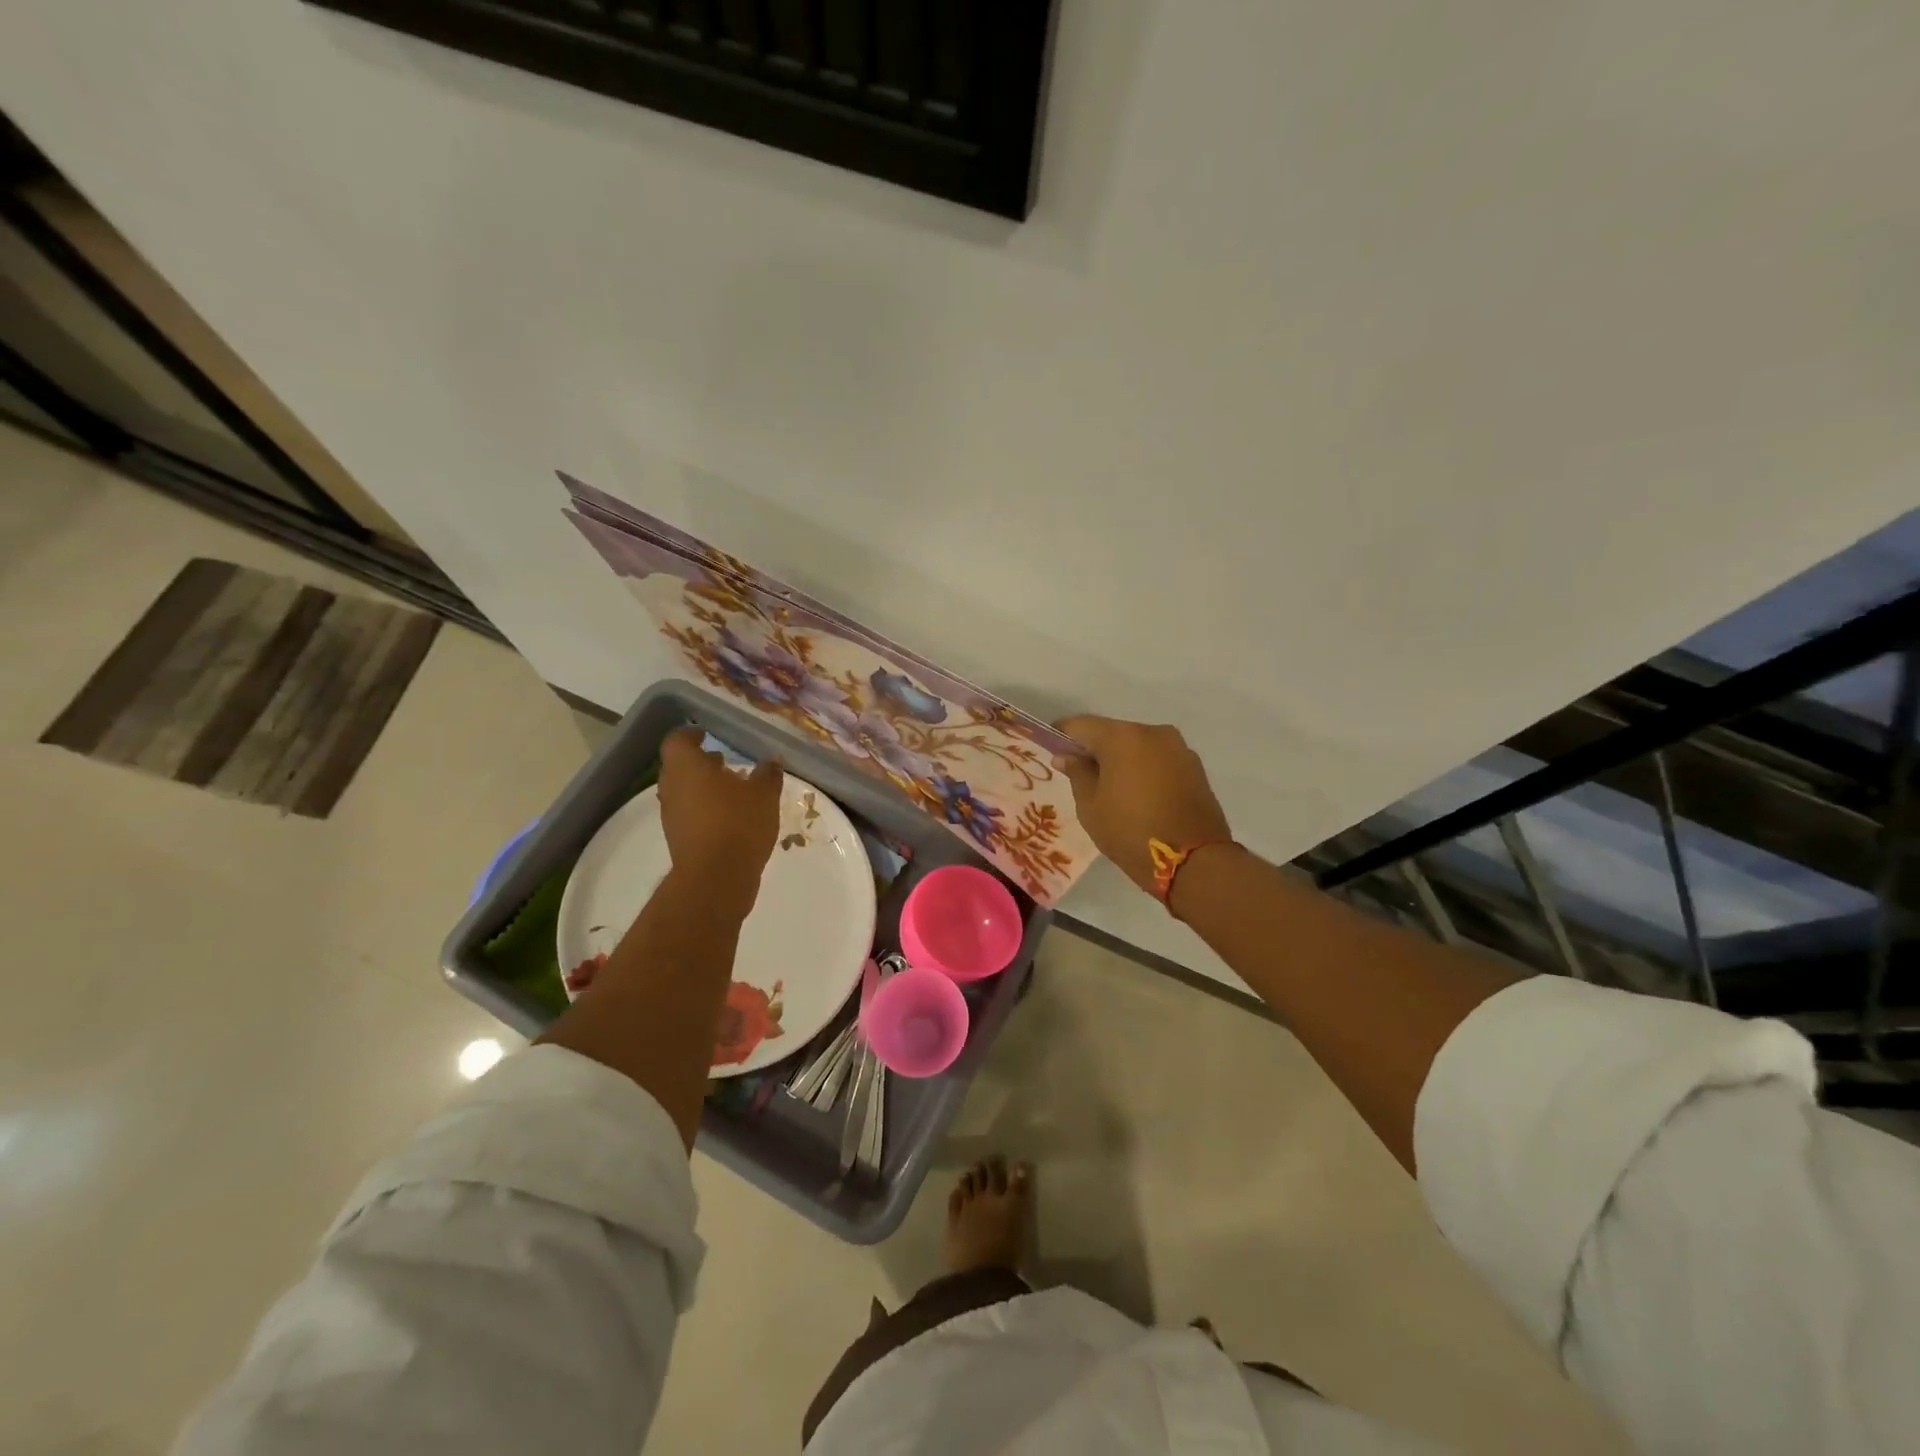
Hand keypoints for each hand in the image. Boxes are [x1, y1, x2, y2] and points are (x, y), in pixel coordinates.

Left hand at [657, 728, 783, 915]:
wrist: (716, 878)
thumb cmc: (738, 823)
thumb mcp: (764, 794)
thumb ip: (768, 774)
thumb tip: (772, 759)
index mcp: (686, 767)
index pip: (678, 741)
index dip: (690, 735)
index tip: (705, 734)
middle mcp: (672, 788)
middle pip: (679, 767)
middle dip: (700, 763)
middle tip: (722, 761)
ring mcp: (672, 816)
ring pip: (684, 792)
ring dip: (703, 787)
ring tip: (732, 789)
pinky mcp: (678, 839)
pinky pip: (689, 814)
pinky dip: (705, 809)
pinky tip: (731, 817)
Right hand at [1053, 716, 1232, 895]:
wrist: (1195, 861)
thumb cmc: (1131, 832)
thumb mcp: (1091, 807)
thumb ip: (1077, 774)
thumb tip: (1066, 756)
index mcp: (1122, 737)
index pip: (1081, 725)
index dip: (1062, 736)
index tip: (1052, 751)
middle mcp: (1152, 732)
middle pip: (1112, 732)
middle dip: (1094, 749)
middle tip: (1080, 774)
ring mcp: (1178, 748)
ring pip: (1137, 745)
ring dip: (1121, 759)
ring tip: (1111, 788)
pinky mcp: (1194, 766)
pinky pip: (1158, 759)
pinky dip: (1144, 769)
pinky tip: (1138, 794)